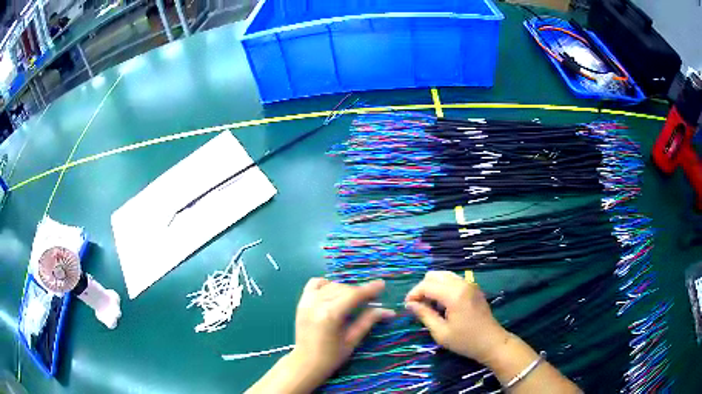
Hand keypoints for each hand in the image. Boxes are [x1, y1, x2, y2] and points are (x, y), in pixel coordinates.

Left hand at [289, 278, 395, 386]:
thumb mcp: (352, 340)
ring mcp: (308, 301)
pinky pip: (315, 284)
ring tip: (354, 300)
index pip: (354, 295)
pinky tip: (334, 293)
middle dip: (359, 292)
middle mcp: (318, 303)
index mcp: (331, 314)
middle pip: (344, 289)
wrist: (305, 363)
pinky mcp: (302, 302)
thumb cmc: (331, 356)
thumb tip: (389, 311)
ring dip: (345, 289)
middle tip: (371, 299)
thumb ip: (368, 321)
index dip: (369, 289)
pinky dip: (326, 285)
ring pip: (332, 285)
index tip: (382, 285)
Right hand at [405, 271, 509, 364]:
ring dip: (433, 286)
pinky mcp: (473, 288)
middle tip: (418, 305)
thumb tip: (410, 304)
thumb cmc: (465, 340)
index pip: (427, 285)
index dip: (413, 294)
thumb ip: (424, 315)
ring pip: (444, 275)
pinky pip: (453, 280)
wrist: (491, 342)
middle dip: (422, 288)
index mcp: (454, 295)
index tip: (407, 306)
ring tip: (429, 305)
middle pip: (434, 275)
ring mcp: (469, 284)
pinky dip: (443, 287)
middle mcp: (462, 284)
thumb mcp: (441, 332)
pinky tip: (443, 303)